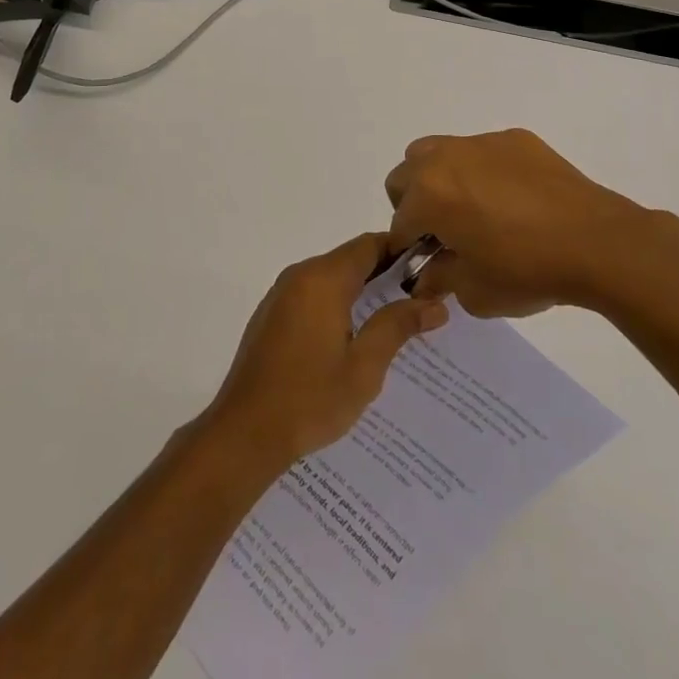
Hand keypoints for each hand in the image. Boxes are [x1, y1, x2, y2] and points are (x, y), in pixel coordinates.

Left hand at [201, 232, 447, 471]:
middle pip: (350, 259)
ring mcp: (281, 294)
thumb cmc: (309, 399)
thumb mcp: (364, 367)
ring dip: (361, 291)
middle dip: (386, 274)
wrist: (244, 432)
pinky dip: (337, 303)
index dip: (402, 251)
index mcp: (323, 279)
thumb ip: (397, 326)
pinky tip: (354, 338)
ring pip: (331, 278)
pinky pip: (312, 295)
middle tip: (421, 299)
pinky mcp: (271, 315)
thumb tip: (435, 304)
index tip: (431, 270)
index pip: (370, 245)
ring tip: (395, 320)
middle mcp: (299, 275)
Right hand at [385, 129, 678, 317]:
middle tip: (443, 232)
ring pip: (437, 152)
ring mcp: (480, 143)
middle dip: (414, 204)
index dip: (409, 248)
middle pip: (405, 175)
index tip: (428, 264)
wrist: (597, 242)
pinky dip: (482, 171)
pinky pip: (481, 151)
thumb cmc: (527, 270)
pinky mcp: (513, 138)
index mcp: (428, 195)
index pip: (399, 223)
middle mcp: (444, 159)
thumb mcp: (474, 292)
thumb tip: (427, 273)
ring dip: (440, 179)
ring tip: (472, 209)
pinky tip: (513, 199)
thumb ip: (440, 279)